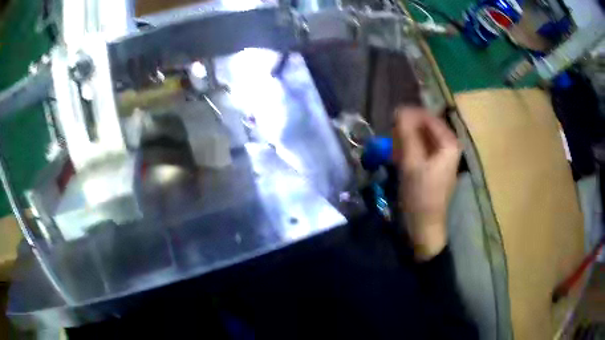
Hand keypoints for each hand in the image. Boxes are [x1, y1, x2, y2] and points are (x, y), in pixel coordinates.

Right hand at [393, 107, 460, 260]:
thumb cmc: (420, 195)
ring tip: (392, 147)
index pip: (428, 117)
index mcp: (449, 143)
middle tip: (391, 136)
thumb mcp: (412, 163)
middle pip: (425, 126)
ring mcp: (442, 157)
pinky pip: (420, 149)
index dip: (409, 115)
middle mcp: (448, 146)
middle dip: (407, 128)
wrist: (424, 226)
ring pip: (421, 137)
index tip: (391, 118)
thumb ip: (407, 134)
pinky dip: (408, 149)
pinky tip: (398, 156)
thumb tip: (400, 110)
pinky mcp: (433, 166)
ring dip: (406, 139)